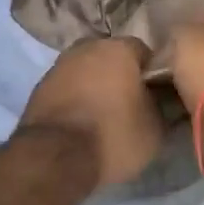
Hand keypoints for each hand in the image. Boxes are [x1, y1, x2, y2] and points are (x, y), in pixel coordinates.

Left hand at [17, 38, 164, 188]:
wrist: (55, 157)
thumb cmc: (113, 135)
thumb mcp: (155, 129)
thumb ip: (163, 107)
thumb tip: (164, 102)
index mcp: (119, 48)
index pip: (145, 53)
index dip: (153, 74)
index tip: (156, 95)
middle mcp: (86, 47)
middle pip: (112, 58)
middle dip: (121, 76)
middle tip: (131, 104)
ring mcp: (58, 65)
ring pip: (86, 71)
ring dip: (95, 86)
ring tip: (104, 116)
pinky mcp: (39, 87)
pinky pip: (67, 88)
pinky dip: (75, 99)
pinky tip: (81, 122)